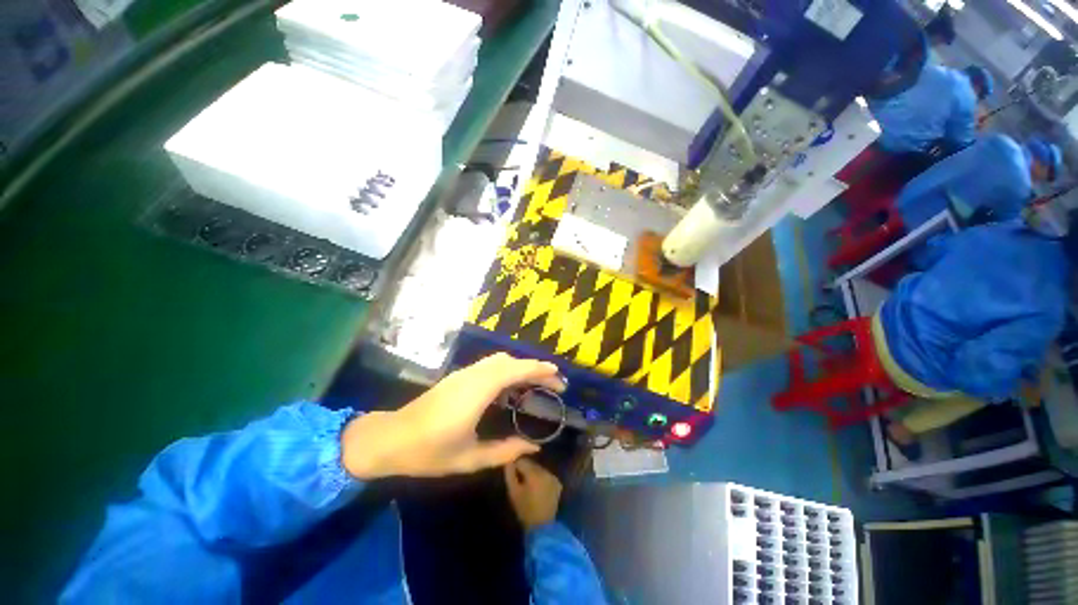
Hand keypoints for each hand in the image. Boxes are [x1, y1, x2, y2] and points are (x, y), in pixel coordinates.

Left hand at [341, 353, 564, 478]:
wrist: (390, 439)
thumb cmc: (429, 451)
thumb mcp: (470, 458)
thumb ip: (504, 452)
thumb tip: (534, 447)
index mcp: (478, 392)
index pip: (515, 370)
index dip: (539, 370)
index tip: (558, 376)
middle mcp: (473, 376)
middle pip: (510, 361)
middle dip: (535, 367)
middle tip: (553, 382)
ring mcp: (464, 373)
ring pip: (500, 360)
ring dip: (521, 366)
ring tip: (537, 382)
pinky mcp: (458, 376)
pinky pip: (490, 365)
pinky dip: (508, 368)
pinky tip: (512, 385)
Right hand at [504, 458, 562, 531]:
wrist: (542, 527)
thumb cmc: (525, 510)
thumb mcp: (513, 492)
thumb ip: (510, 475)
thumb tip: (509, 462)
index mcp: (534, 474)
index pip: (522, 461)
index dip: (516, 465)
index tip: (512, 471)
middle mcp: (545, 472)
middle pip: (532, 464)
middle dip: (525, 469)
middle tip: (520, 478)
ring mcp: (553, 477)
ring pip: (539, 469)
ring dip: (534, 473)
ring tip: (528, 484)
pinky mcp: (557, 483)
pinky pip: (546, 475)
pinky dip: (542, 478)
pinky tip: (538, 488)